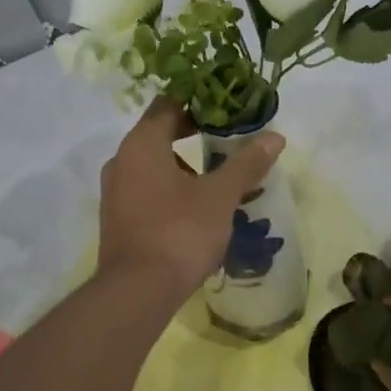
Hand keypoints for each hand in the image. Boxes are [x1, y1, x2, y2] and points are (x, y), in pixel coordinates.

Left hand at [98, 98, 283, 300]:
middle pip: (159, 132)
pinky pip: (146, 188)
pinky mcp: (118, 217)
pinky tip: (197, 206)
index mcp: (142, 144)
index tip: (226, 104)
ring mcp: (115, 191)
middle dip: (194, 132)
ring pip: (153, 163)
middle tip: (229, 136)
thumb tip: (275, 136)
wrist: (136, 292)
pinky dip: (171, 187)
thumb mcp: (220, 196)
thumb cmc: (179, 232)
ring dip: (184, 163)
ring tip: (219, 176)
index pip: (168, 103)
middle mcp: (121, 160)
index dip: (198, 99)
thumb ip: (246, 163)